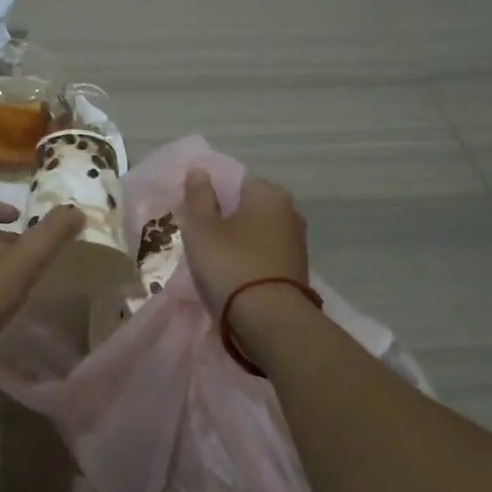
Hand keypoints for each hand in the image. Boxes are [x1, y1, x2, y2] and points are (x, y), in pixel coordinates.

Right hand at [179, 170, 310, 316]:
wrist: (270, 320)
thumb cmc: (230, 264)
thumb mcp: (202, 227)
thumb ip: (198, 196)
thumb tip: (199, 171)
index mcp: (269, 194)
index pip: (235, 181)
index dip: (212, 196)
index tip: (194, 216)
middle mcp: (289, 212)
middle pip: (247, 207)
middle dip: (225, 219)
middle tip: (199, 239)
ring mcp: (296, 242)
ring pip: (256, 233)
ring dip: (237, 242)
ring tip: (213, 260)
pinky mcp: (296, 270)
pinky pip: (264, 255)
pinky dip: (249, 260)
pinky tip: (232, 276)